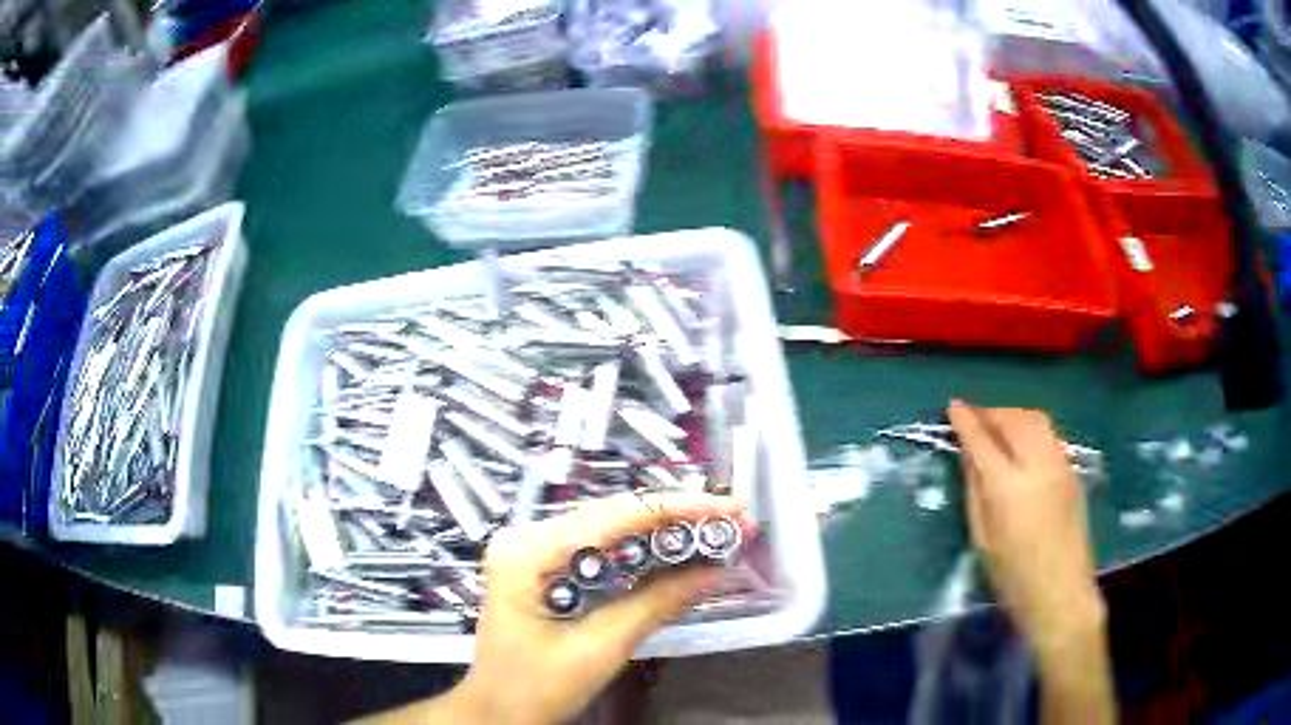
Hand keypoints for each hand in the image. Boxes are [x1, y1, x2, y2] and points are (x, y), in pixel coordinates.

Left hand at [436, 493, 747, 724]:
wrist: (497, 713)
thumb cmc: (535, 688)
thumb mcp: (599, 649)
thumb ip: (656, 605)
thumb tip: (715, 572)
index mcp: (527, 551)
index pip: (613, 516)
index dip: (677, 509)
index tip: (728, 508)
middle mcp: (527, 537)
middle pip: (612, 515)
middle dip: (675, 517)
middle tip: (731, 519)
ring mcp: (533, 550)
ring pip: (609, 528)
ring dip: (663, 531)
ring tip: (713, 530)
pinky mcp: (545, 567)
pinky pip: (600, 549)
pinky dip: (641, 551)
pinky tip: (674, 550)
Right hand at [946, 401, 1105, 659]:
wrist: (1061, 592)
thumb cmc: (1013, 577)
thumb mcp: (983, 539)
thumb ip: (975, 491)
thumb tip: (968, 456)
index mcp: (1008, 488)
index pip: (983, 440)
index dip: (966, 420)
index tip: (953, 406)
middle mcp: (1037, 465)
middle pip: (1013, 419)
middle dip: (991, 412)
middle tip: (973, 417)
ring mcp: (1060, 464)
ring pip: (1035, 419)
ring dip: (1012, 414)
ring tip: (997, 424)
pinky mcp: (1072, 470)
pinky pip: (1049, 433)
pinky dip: (1030, 426)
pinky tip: (1021, 442)